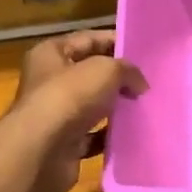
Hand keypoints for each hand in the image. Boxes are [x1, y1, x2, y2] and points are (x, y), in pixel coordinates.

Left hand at [0, 31, 146, 191]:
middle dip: (118, 77)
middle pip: (90, 73)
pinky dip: (110, 135)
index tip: (144, 52)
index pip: (88, 39)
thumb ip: (127, 70)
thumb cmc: (69, 98)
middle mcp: (49, 81)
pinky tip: (131, 134)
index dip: (115, 41)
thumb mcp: (106, 70)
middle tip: (149, 81)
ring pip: (93, 106)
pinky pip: (94, 136)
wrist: (42, 152)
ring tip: (145, 106)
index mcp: (51, 54)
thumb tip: (139, 84)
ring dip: (116, 107)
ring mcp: (56, 114)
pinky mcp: (64, 143)